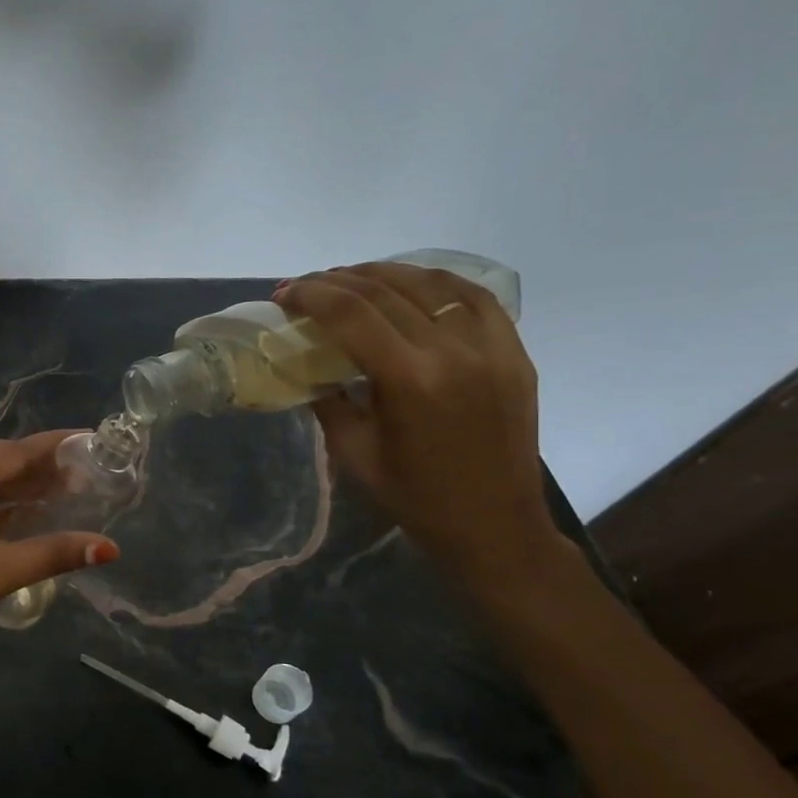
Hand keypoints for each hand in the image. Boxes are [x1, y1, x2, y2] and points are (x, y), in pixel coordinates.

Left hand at [0, 432, 120, 670]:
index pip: (11, 452)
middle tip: (90, 470)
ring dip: (23, 488)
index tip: (91, 439)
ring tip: (72, 489)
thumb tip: (109, 548)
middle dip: (42, 468)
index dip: (54, 446)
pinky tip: (32, 513)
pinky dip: (2, 508)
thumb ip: (53, 553)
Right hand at [274, 262, 567, 588]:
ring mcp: (492, 347)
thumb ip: (327, 400)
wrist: (494, 525)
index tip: (283, 294)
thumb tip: (303, 364)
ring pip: (431, 282)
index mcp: (410, 380)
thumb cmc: (414, 498)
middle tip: (305, 286)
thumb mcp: (353, 452)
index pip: (351, 313)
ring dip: (382, 273)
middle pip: (386, 291)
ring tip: (350, 278)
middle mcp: (454, 351)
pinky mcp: (514, 351)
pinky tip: (409, 284)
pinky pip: (474, 296)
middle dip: (336, 280)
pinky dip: (435, 281)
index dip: (311, 295)